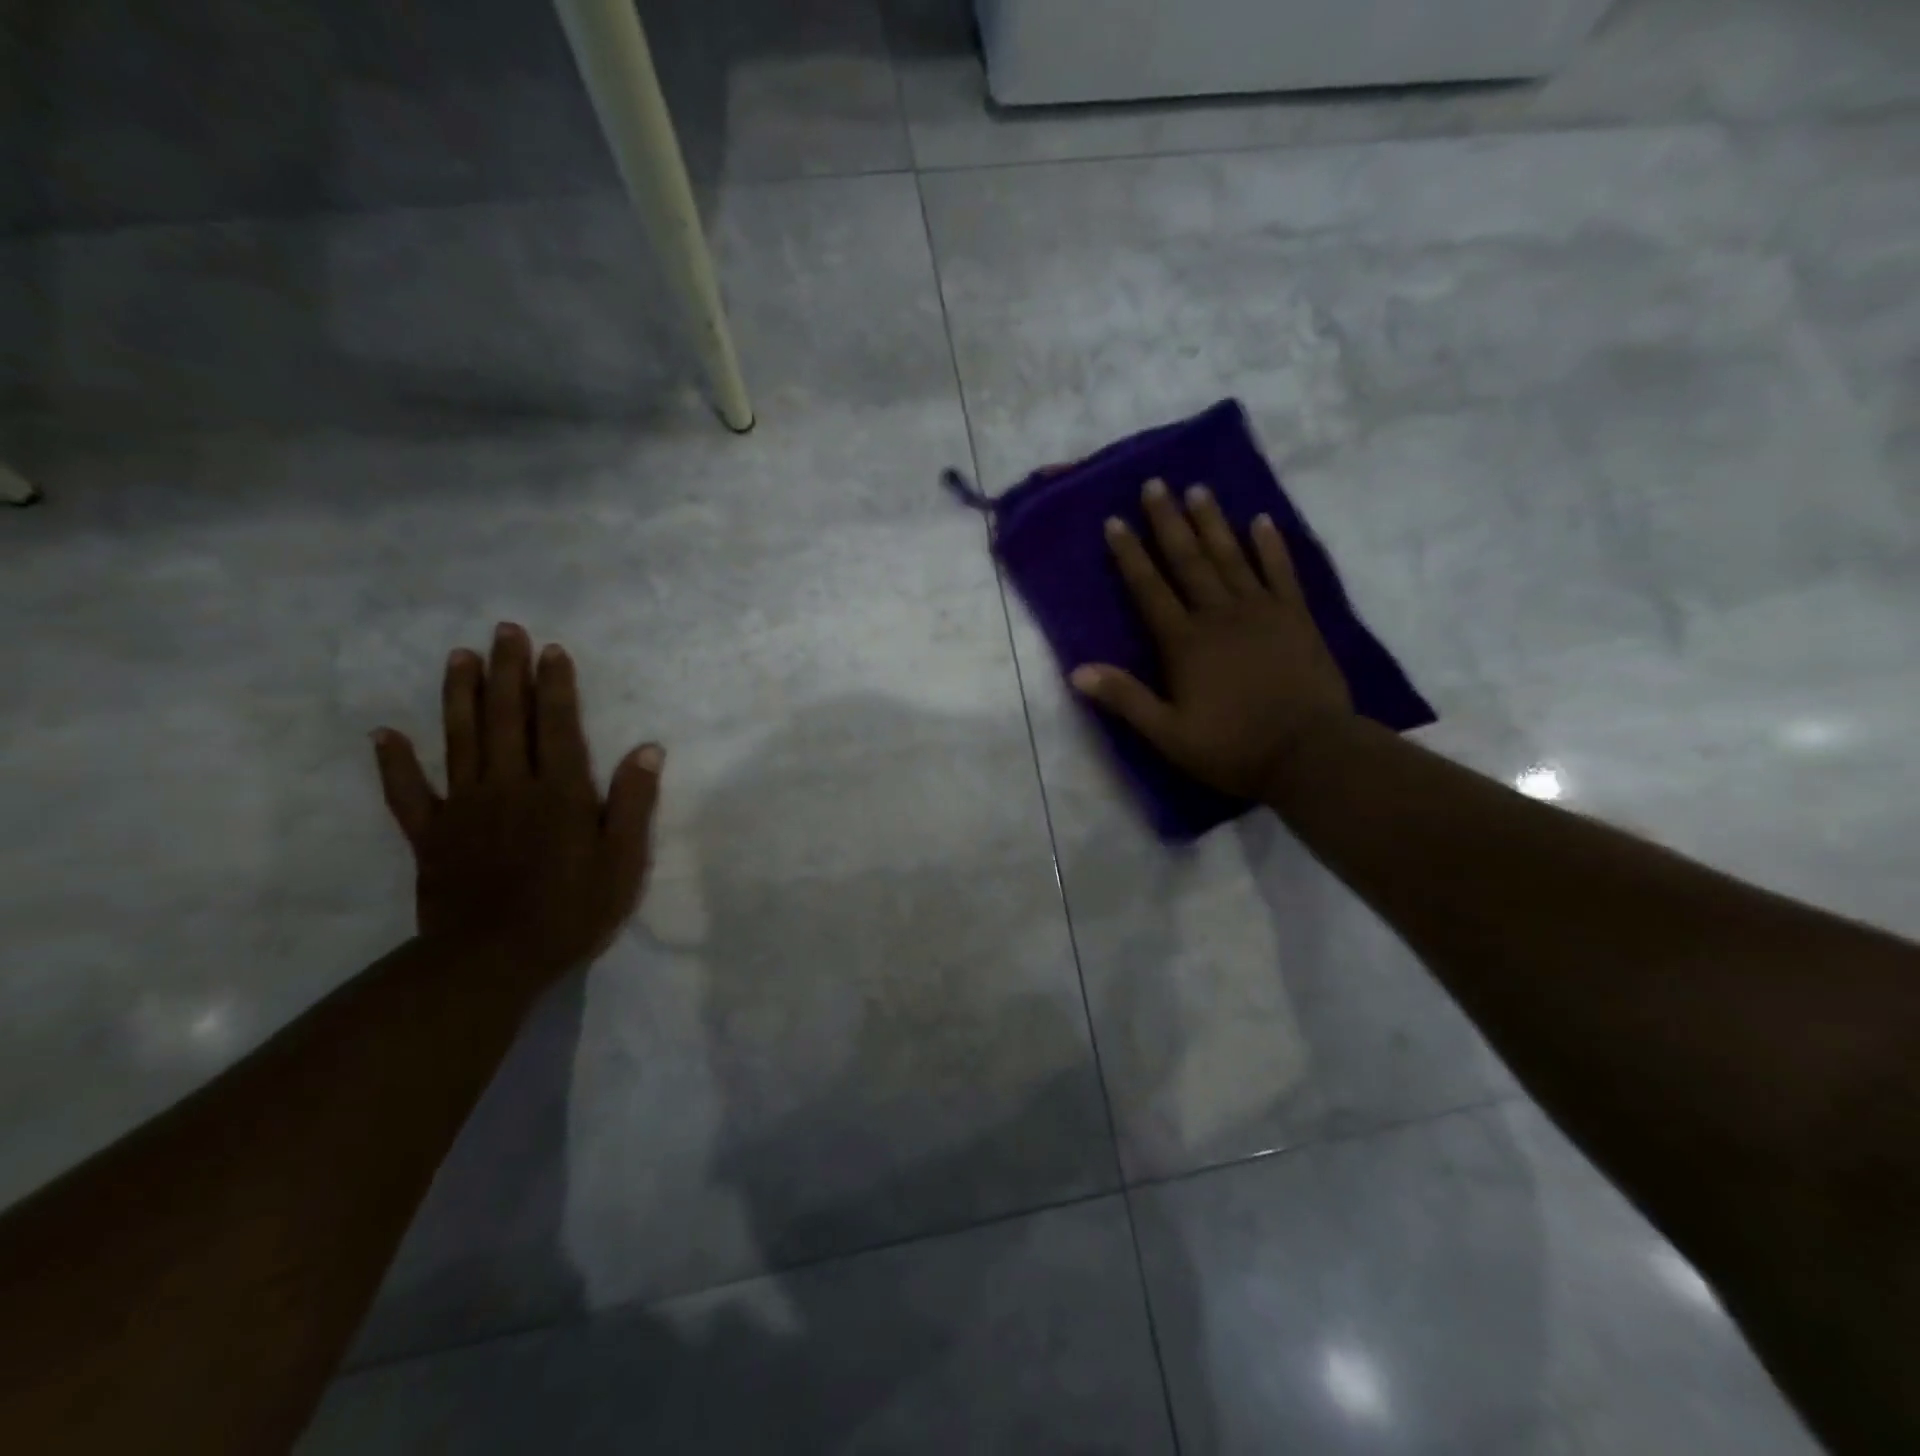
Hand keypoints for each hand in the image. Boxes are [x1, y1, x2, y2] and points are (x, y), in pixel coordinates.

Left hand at [371, 623, 662, 987]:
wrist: (492, 961)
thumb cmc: (572, 911)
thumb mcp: (623, 861)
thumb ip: (634, 803)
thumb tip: (647, 749)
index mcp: (559, 792)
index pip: (558, 725)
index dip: (556, 685)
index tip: (551, 649)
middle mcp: (509, 786)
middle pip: (508, 719)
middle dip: (508, 672)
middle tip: (505, 630)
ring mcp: (464, 808)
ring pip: (460, 740)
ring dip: (459, 696)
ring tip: (458, 656)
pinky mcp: (431, 836)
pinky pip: (408, 794)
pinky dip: (394, 763)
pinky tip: (384, 734)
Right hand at [1070, 479, 1352, 800]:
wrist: (1309, 752)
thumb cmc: (1232, 746)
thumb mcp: (1168, 734)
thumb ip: (1125, 699)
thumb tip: (1077, 672)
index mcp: (1185, 643)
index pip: (1150, 589)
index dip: (1130, 555)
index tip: (1115, 521)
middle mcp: (1219, 615)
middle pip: (1189, 560)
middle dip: (1168, 522)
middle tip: (1155, 484)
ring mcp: (1262, 611)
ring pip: (1231, 557)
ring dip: (1213, 522)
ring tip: (1198, 489)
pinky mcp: (1297, 617)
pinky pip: (1281, 572)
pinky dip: (1271, 545)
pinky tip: (1261, 520)